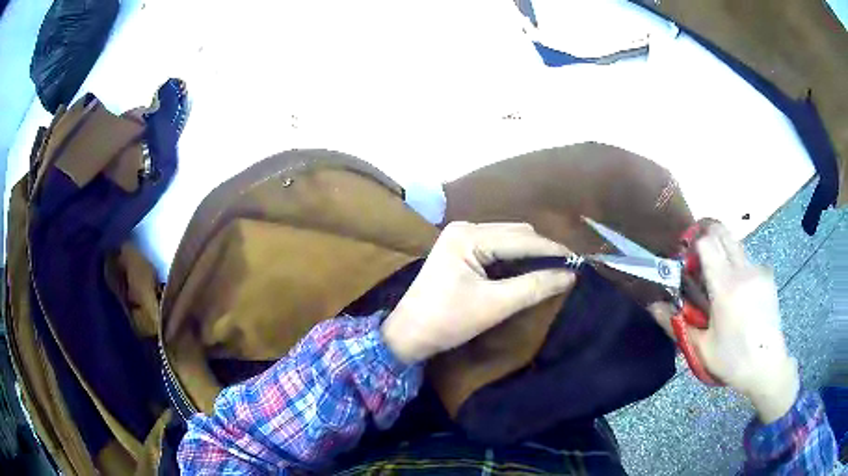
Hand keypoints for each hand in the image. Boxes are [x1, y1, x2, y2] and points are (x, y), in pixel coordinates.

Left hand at [381, 222, 576, 363]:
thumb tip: (570, 275)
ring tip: (552, 270)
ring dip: (530, 254)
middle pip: (516, 234)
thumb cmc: (448, 321)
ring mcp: (461, 237)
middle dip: (542, 250)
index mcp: (468, 236)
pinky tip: (528, 271)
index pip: (522, 239)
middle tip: (567, 269)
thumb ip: (534, 287)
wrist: (408, 335)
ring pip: (508, 239)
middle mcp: (465, 228)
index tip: (579, 262)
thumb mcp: (495, 305)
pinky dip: (515, 259)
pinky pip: (497, 248)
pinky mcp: (461, 250)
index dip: (552, 250)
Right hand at [649, 223, 798, 423]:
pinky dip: (738, 267)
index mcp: (725, 287)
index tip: (688, 260)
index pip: (707, 242)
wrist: (768, 365)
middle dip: (707, 236)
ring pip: (736, 245)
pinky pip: (748, 261)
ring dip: (723, 253)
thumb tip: (653, 306)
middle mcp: (743, 270)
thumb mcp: (701, 348)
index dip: (693, 244)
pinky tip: (740, 294)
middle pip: (722, 232)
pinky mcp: (768, 276)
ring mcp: (758, 270)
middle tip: (699, 258)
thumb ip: (677, 324)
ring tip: (721, 284)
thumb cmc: (733, 360)